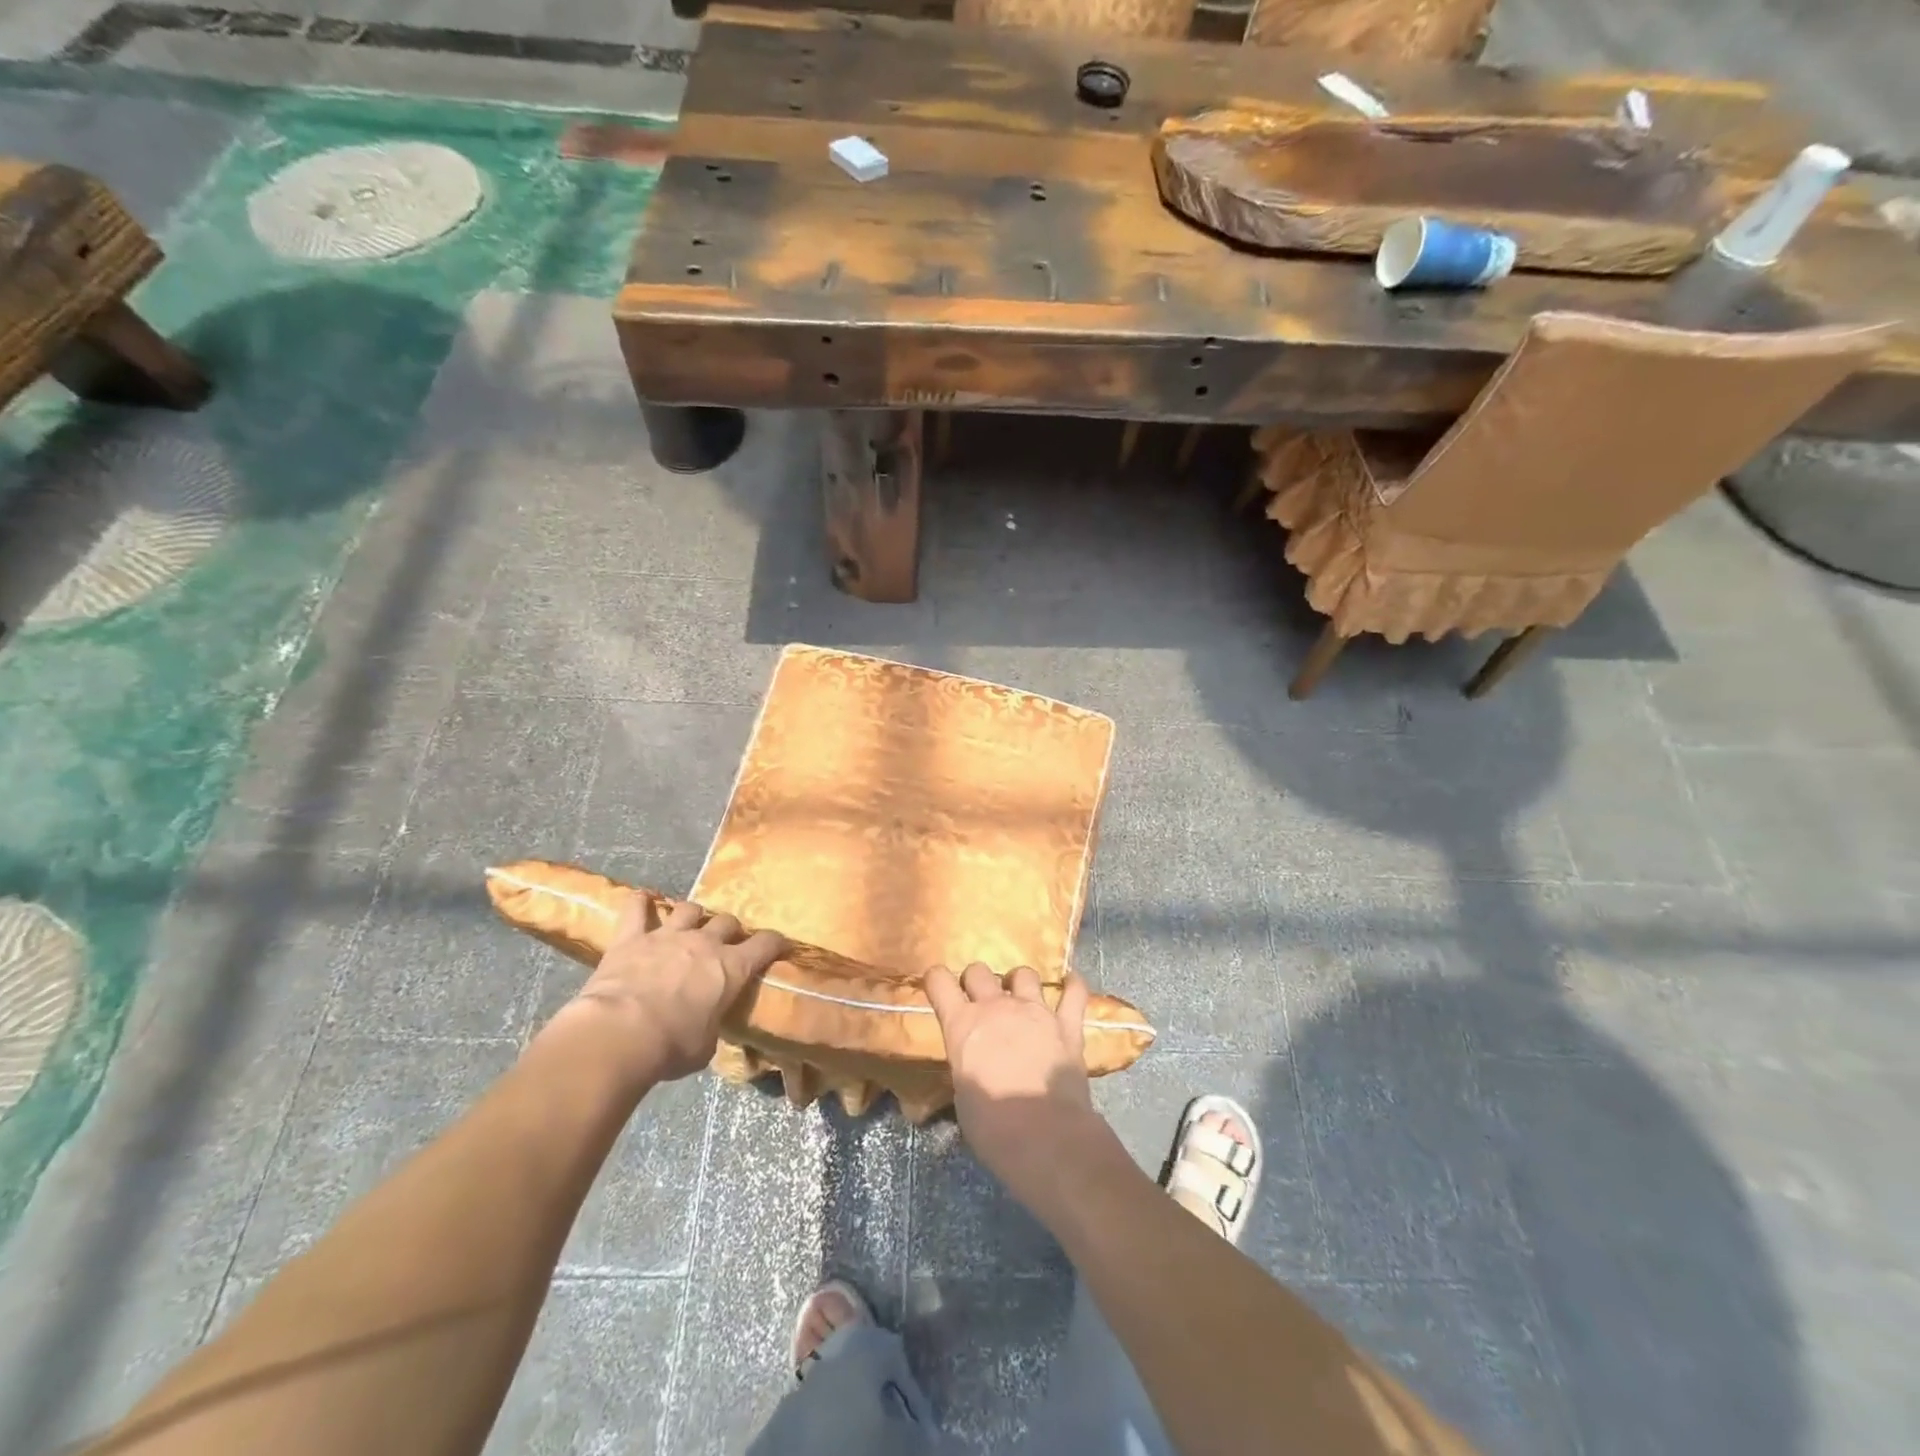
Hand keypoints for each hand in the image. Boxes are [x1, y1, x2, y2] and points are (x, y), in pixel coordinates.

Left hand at [571, 896, 783, 1081]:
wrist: (620, 1034)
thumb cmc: (672, 1046)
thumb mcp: (705, 1045)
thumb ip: (711, 1025)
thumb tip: (707, 1025)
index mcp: (732, 968)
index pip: (765, 944)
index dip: (774, 942)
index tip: (778, 944)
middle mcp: (705, 943)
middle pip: (726, 921)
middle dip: (729, 931)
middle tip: (724, 944)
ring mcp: (668, 935)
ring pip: (689, 909)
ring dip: (692, 916)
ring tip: (688, 925)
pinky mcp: (632, 937)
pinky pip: (635, 909)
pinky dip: (639, 902)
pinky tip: (641, 899)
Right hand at [925, 963, 1105, 1208]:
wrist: (1044, 1136)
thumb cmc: (992, 1126)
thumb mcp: (962, 1095)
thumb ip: (966, 1067)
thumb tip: (972, 1068)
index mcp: (962, 1024)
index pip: (939, 982)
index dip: (937, 980)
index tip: (938, 986)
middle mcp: (996, 1007)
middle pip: (979, 971)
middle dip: (976, 980)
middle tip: (980, 1000)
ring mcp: (1035, 1011)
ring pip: (1024, 974)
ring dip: (1019, 983)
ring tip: (1021, 997)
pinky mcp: (1067, 1025)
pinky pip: (1074, 993)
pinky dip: (1073, 986)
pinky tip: (1071, 984)